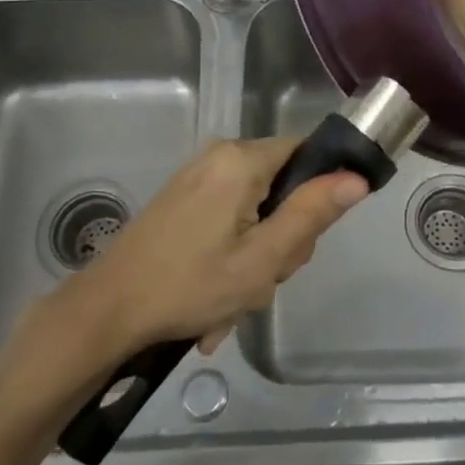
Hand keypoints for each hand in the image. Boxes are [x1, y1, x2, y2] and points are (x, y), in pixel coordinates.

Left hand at [43, 139, 365, 360]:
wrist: (107, 310)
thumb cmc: (190, 285)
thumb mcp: (263, 258)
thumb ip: (312, 214)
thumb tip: (357, 178)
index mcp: (242, 160)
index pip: (308, 153)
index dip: (317, 195)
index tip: (301, 241)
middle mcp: (220, 156)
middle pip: (282, 186)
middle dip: (280, 238)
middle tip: (262, 278)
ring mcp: (197, 177)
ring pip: (256, 209)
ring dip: (255, 257)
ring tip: (233, 300)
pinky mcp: (182, 198)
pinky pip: (228, 219)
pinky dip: (230, 256)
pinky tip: (215, 297)